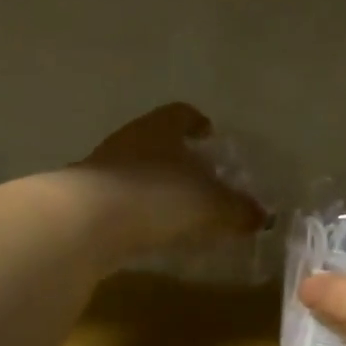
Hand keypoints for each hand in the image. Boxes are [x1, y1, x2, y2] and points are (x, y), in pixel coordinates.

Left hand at [73, 102, 264, 257]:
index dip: (198, 123)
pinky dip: (137, 211)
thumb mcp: (211, 205)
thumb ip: (238, 209)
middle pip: (157, 141)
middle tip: (201, 177)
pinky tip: (151, 231)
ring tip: (178, 209)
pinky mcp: (83, 201)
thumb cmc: (158, 196)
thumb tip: (262, 216)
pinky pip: (120, 200)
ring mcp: (100, 169)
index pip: (182, 114)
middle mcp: (129, 140)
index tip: (209, 134)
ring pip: (136, 170)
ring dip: (155, 185)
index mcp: (160, 129)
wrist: (85, 224)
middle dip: (178, 157)